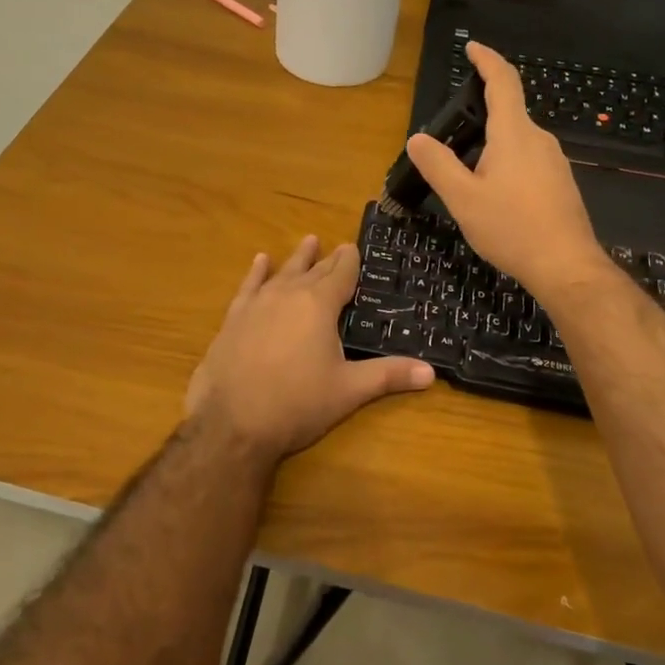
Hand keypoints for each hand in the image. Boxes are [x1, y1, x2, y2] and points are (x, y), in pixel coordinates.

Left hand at [185, 236, 433, 465]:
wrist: (232, 423)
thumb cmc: (297, 404)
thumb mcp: (348, 391)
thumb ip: (388, 375)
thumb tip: (431, 372)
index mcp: (319, 305)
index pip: (341, 274)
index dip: (350, 261)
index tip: (355, 247)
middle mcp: (288, 294)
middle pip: (314, 271)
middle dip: (328, 259)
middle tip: (339, 246)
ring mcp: (257, 304)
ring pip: (282, 273)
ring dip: (297, 258)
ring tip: (308, 240)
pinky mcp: (233, 319)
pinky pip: (248, 287)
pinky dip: (257, 273)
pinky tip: (260, 261)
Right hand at [405, 42, 610, 303]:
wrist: (566, 266)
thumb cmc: (512, 228)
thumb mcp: (463, 199)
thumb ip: (438, 165)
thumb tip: (418, 139)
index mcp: (514, 134)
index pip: (502, 82)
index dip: (486, 60)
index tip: (472, 47)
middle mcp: (539, 139)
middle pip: (509, 112)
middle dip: (480, 114)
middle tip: (451, 135)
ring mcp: (555, 161)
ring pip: (518, 140)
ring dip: (493, 144)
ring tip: (468, 174)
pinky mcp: (561, 183)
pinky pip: (529, 160)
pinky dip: (507, 164)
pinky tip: (495, 195)